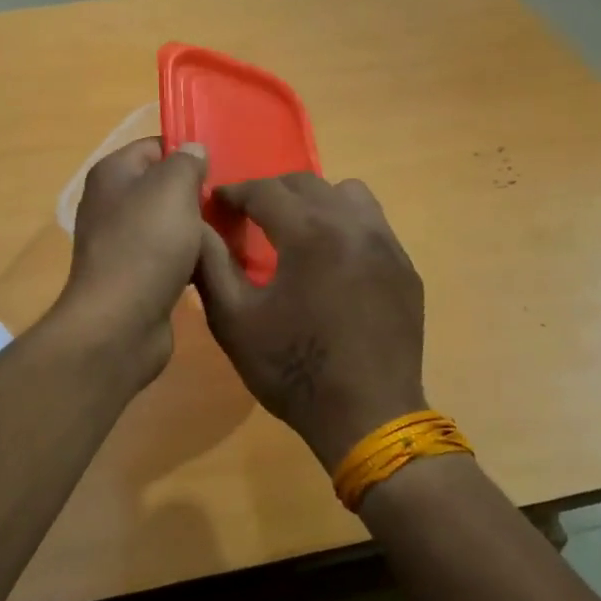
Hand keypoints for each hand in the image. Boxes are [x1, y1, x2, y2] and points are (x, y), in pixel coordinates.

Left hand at [56, 138, 210, 385]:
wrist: (120, 323)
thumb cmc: (146, 245)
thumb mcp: (173, 188)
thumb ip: (186, 162)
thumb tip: (193, 151)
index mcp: (112, 174)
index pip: (155, 146)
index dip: (188, 152)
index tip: (224, 167)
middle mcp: (111, 204)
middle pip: (163, 187)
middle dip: (198, 194)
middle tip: (234, 202)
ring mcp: (121, 243)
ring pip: (170, 224)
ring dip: (198, 230)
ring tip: (234, 232)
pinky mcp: (134, 277)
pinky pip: (169, 257)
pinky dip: (190, 260)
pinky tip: (216, 264)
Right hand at [195, 174, 425, 471]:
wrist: (367, 417)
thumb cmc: (293, 370)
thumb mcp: (234, 321)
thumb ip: (210, 265)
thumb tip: (195, 225)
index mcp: (309, 233)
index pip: (265, 190)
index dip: (235, 192)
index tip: (216, 202)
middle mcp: (353, 225)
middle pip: (307, 183)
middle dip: (272, 192)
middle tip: (250, 215)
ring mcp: (386, 244)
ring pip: (349, 194)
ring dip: (316, 201)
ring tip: (298, 232)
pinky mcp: (405, 268)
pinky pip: (373, 225)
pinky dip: (346, 226)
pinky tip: (333, 262)